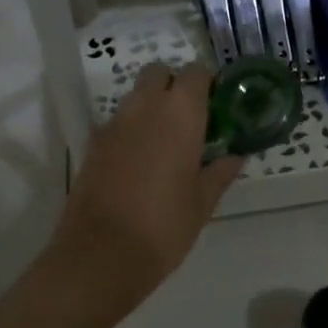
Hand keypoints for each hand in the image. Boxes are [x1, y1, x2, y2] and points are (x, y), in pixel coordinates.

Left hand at [51, 64, 240, 307]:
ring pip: (135, 98)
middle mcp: (144, 108)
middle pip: (158, 74)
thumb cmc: (164, 227)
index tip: (216, 106)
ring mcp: (113, 125)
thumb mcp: (202, 202)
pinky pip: (117, 124)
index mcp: (179, 114)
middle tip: (189, 121)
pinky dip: (131, 131)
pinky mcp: (92, 145)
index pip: (195, 73)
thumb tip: (235, 156)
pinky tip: (139, 164)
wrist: (102, 254)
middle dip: (174, 87)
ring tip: (166, 145)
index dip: (206, 84)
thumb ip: (220, 172)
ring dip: (151, 108)